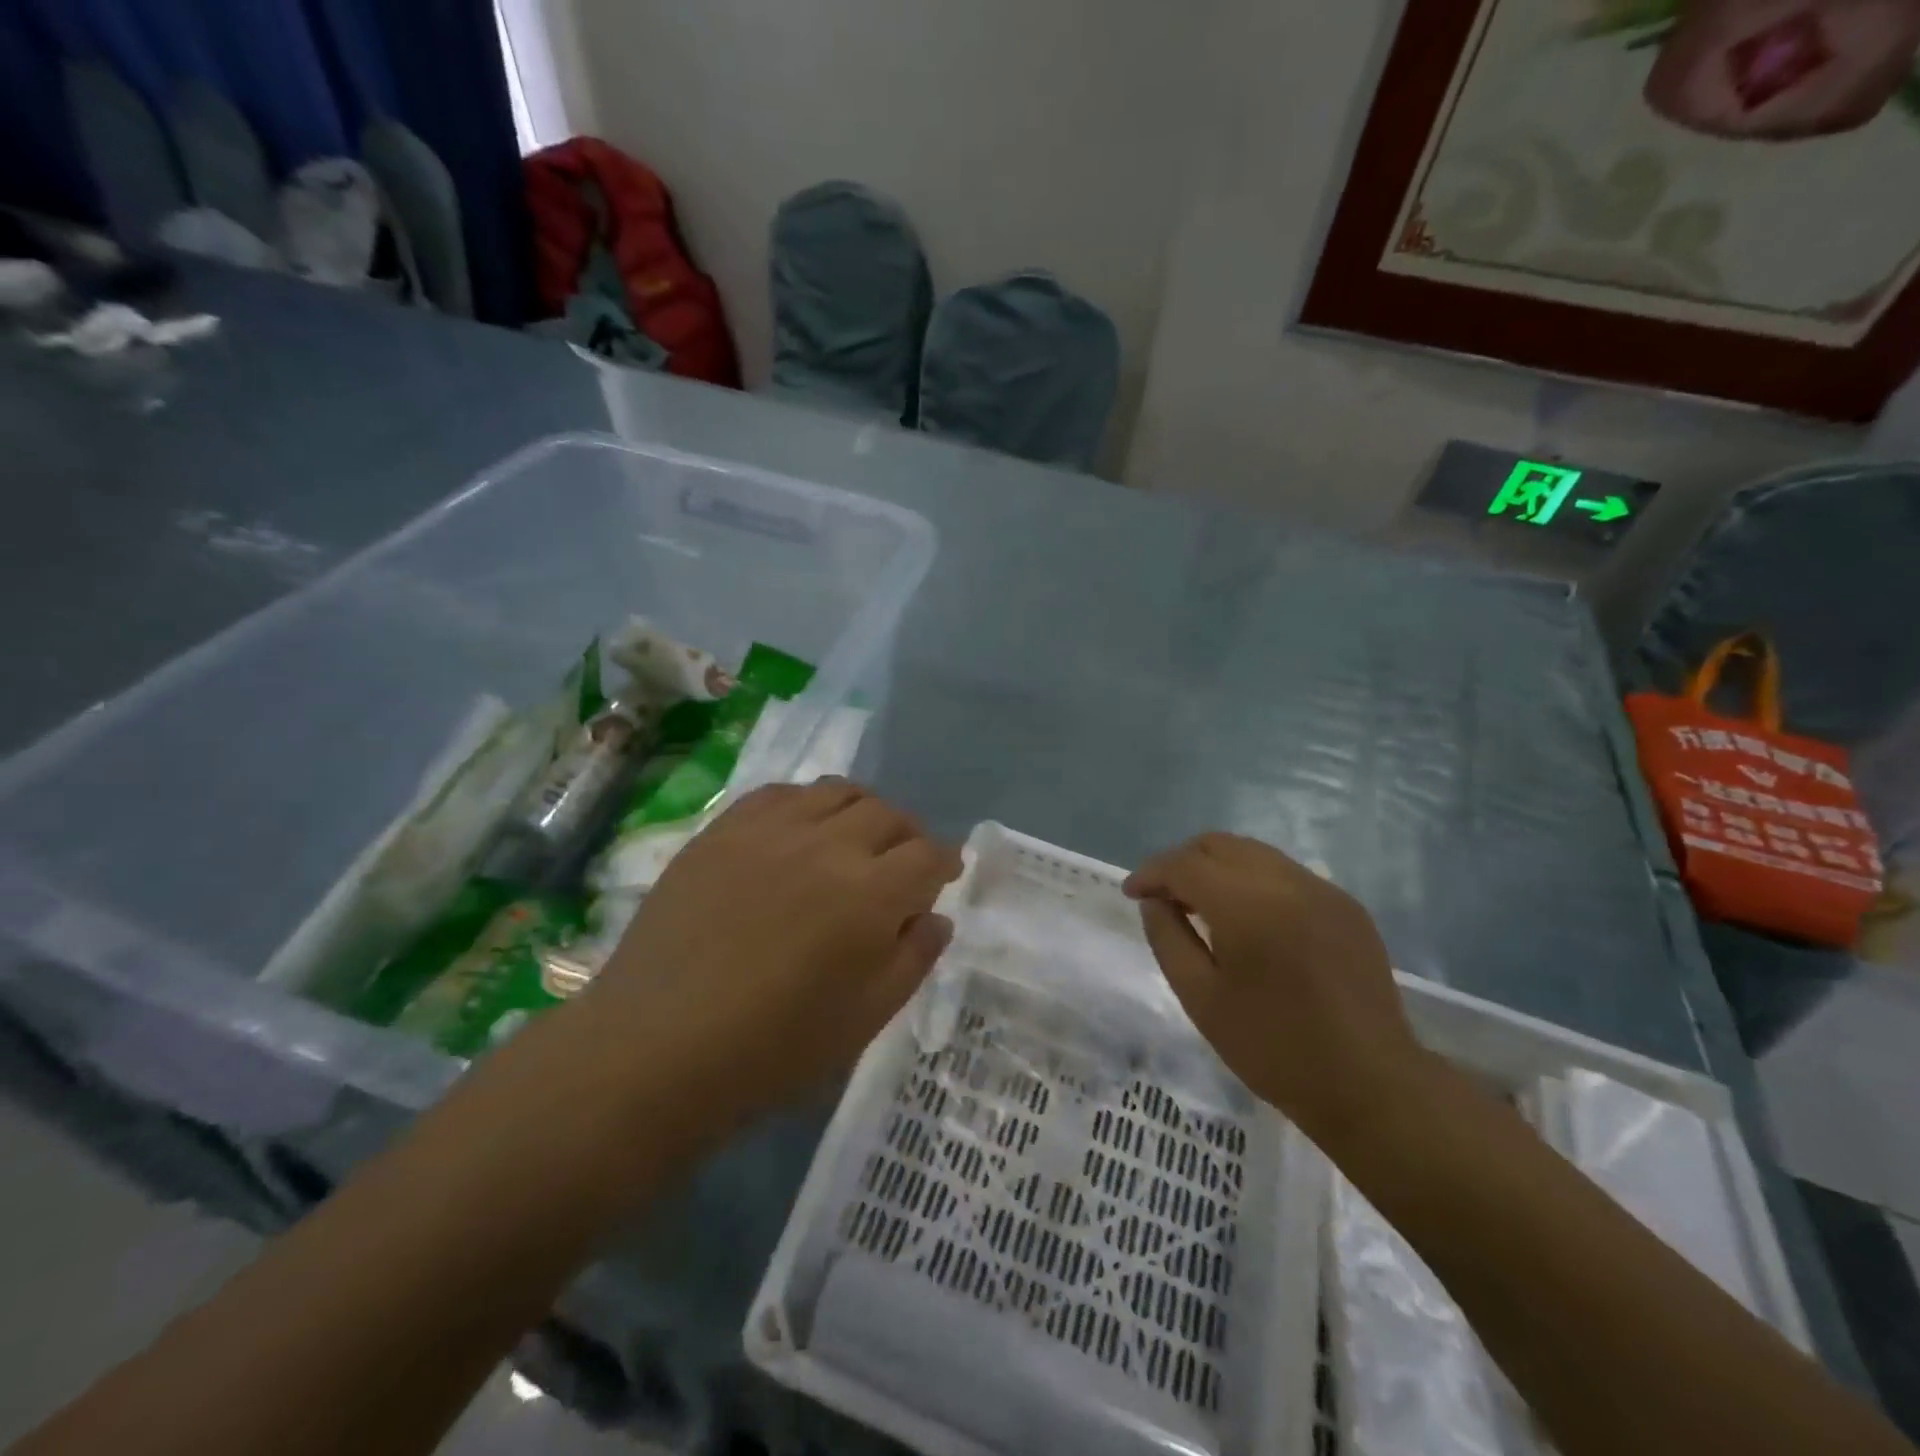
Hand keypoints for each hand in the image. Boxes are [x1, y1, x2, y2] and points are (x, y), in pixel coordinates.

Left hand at [584, 780, 961, 1123]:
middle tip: (902, 862)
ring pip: (837, 792)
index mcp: (870, 894)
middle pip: (887, 814)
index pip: (927, 855)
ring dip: (861, 811)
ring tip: (854, 839)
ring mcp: (770, 830)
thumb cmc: (772, 1049)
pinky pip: (781, 793)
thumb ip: (912, 959)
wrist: (656, 1047)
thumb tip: (935, 916)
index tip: (943, 875)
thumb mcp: (864, 1019)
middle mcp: (827, 845)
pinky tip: (799, 832)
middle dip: (908, 835)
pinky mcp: (724, 829)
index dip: (943, 863)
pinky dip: (807, 804)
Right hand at [1125, 832, 1427, 1142]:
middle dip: (1182, 862)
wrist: (1371, 1085)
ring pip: (1254, 853)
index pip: (1185, 864)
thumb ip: (1168, 938)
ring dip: (1218, 868)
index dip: (1151, 873)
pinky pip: (1286, 874)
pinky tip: (1250, 920)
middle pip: (1218, 844)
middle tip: (1164, 897)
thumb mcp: (1200, 998)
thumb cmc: (1273, 1048)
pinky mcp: (1346, 906)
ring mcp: (1323, 890)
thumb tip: (1154, 901)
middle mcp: (1287, 882)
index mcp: (1248, 905)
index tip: (1132, 893)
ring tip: (1202, 905)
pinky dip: (1254, 882)